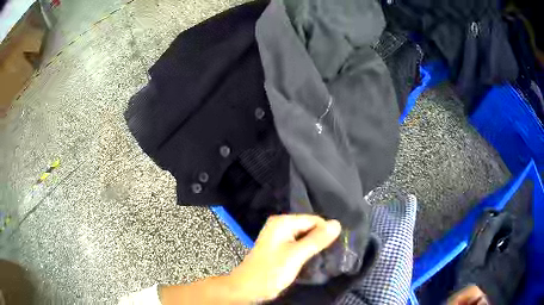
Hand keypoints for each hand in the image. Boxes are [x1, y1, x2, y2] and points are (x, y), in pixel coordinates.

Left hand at [229, 214, 341, 301]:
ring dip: (314, 246)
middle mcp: (280, 226)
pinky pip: (299, 245)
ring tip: (324, 257)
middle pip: (309, 227)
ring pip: (305, 237)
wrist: (248, 288)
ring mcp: (279, 237)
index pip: (314, 220)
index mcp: (283, 222)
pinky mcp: (280, 249)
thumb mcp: (296, 255)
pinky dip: (306, 251)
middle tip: (330, 254)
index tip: (336, 247)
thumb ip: (317, 239)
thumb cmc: (271, 271)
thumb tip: (337, 223)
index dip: (326, 232)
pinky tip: (313, 260)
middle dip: (320, 239)